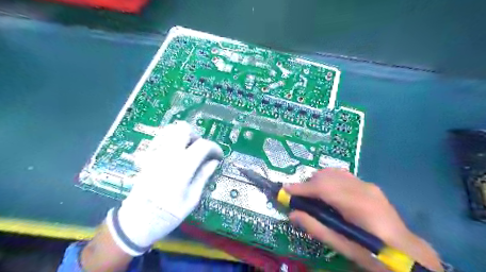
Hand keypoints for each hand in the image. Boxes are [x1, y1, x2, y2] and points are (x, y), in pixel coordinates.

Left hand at [106, 120, 221, 255]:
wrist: (136, 222)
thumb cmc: (168, 214)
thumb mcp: (192, 199)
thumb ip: (203, 176)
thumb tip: (213, 162)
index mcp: (182, 166)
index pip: (203, 145)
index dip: (214, 148)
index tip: (218, 156)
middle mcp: (168, 155)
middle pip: (184, 129)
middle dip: (197, 137)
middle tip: (201, 151)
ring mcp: (155, 154)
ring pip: (170, 131)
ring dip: (183, 137)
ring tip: (188, 151)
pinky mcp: (147, 158)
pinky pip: (160, 140)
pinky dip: (171, 141)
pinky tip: (175, 155)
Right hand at [286, 169, 443, 270]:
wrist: (407, 251)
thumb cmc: (373, 252)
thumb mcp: (342, 245)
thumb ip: (315, 227)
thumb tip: (292, 214)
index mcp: (358, 205)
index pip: (323, 188)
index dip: (302, 188)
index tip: (285, 189)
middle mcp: (362, 188)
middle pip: (326, 176)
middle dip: (308, 184)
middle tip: (299, 197)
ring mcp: (367, 184)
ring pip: (333, 172)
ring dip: (318, 181)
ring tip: (312, 196)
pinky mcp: (368, 185)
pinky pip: (342, 176)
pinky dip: (329, 180)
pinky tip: (328, 194)